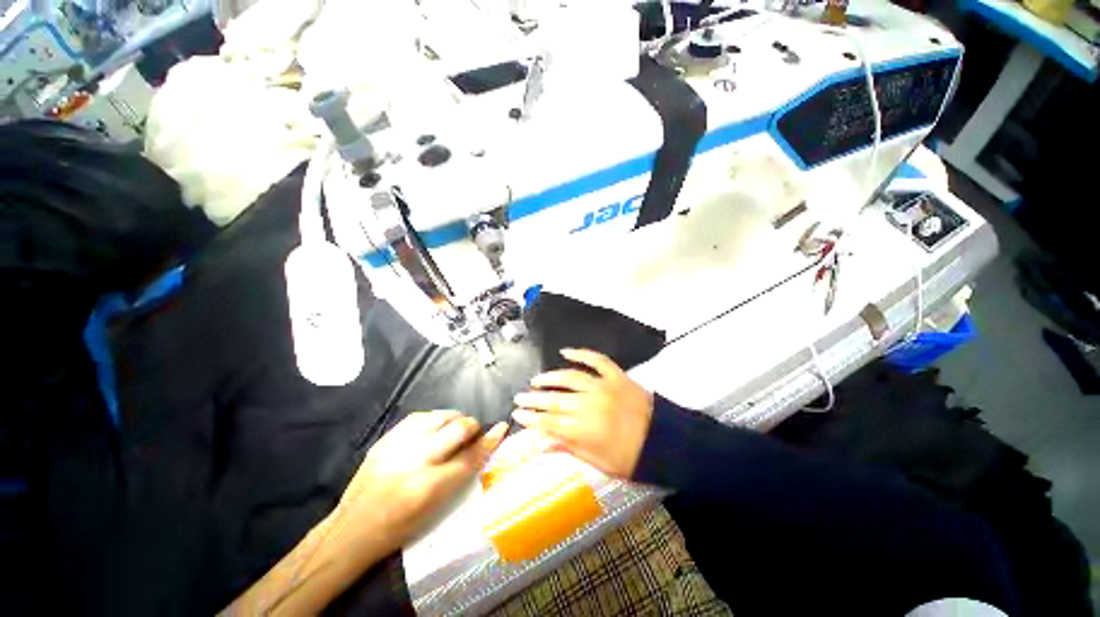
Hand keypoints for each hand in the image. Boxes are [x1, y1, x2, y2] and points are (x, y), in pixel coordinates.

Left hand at [338, 411, 507, 552]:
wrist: (352, 530)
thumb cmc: (400, 528)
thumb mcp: (436, 509)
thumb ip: (460, 474)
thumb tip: (482, 448)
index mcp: (430, 487)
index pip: (470, 456)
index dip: (489, 440)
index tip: (501, 427)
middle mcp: (416, 462)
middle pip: (457, 429)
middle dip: (472, 426)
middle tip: (473, 432)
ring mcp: (398, 447)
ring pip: (439, 416)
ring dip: (454, 418)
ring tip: (455, 426)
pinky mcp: (385, 440)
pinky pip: (418, 417)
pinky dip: (433, 418)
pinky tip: (435, 425)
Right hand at [512, 349, 653, 478]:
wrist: (665, 441)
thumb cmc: (631, 457)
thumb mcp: (598, 462)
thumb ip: (569, 448)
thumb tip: (540, 443)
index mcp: (586, 430)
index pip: (550, 423)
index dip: (532, 419)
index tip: (517, 415)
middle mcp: (591, 405)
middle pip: (555, 400)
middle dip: (534, 400)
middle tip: (519, 397)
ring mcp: (604, 386)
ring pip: (570, 377)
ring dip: (550, 377)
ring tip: (536, 380)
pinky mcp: (616, 375)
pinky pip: (596, 359)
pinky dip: (581, 353)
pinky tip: (565, 351)